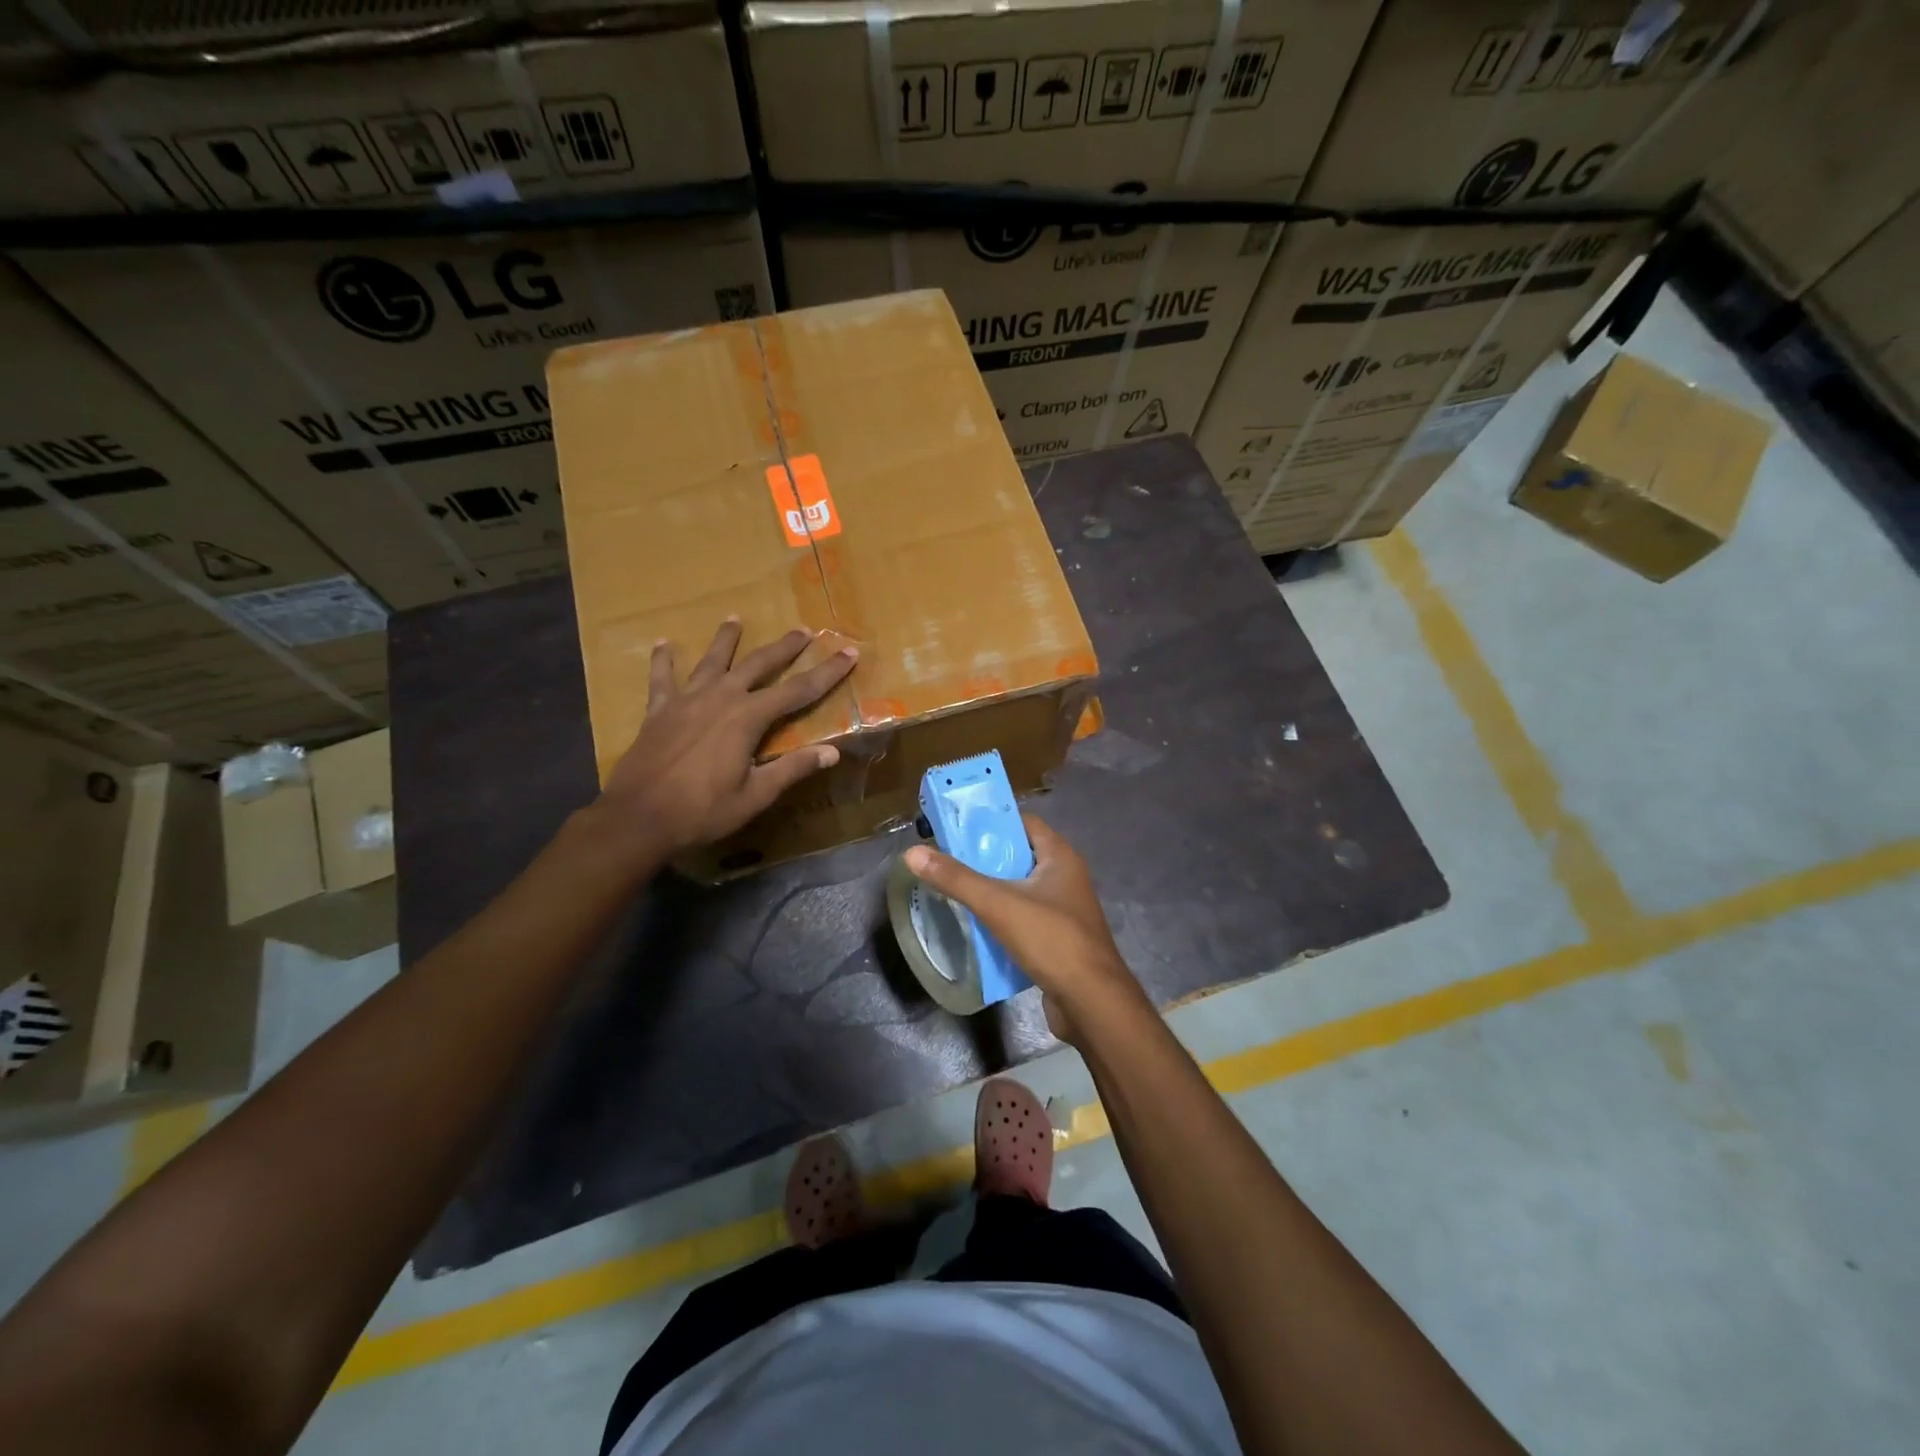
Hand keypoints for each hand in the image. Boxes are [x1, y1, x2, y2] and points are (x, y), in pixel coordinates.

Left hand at [598, 618, 856, 857]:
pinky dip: (663, 660)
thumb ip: (792, 769)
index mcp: (748, 718)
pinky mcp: (659, 710)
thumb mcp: (755, 795)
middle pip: (758, 664)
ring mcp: (686, 700)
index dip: (827, 672)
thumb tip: (832, 752)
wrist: (638, 818)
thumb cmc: (702, 811)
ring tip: (735, 618)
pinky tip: (663, 644)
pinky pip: (662, 679)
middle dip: (784, 648)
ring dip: (726, 639)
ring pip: (712, 661)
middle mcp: (720, 698)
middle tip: (802, 630)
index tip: (848, 652)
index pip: (798, 690)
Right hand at [904, 815, 1150, 1043]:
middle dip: (985, 858)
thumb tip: (913, 853)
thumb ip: (957, 879)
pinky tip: (976, 926)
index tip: (956, 829)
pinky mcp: (1058, 939)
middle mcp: (1065, 877)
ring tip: (954, 891)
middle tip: (947, 861)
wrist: (1092, 1003)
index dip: (991, 822)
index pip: (1023, 823)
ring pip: (1020, 889)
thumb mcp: (999, 905)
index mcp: (1060, 857)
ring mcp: (1064, 910)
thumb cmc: (1052, 941)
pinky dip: (1002, 918)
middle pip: (1019, 856)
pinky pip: (1024, 918)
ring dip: (992, 890)